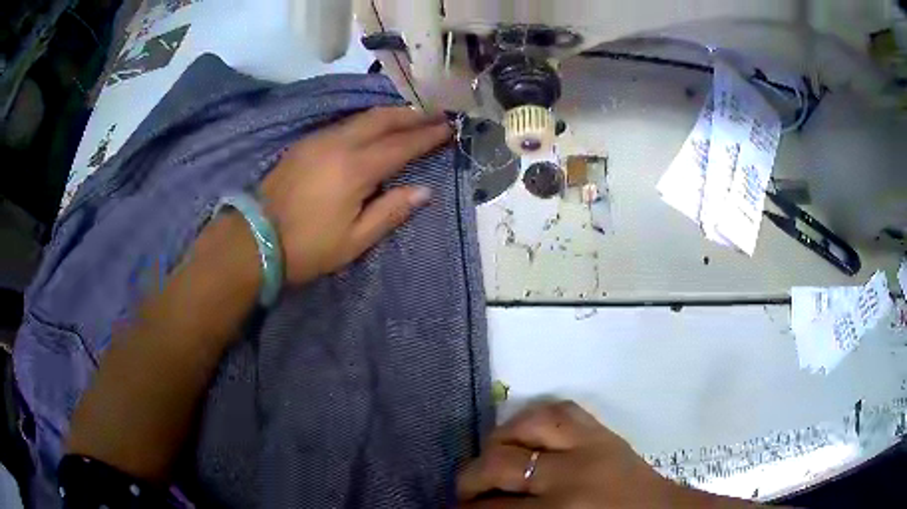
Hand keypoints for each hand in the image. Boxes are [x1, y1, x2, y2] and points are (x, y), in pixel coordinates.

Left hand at [259, 106, 451, 284]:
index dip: (427, 136)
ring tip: (411, 116)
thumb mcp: (355, 239)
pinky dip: (366, 121)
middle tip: (436, 114)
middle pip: (382, 119)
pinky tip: (373, 127)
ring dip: (390, 115)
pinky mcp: (305, 144)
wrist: (254, 239)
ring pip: (361, 117)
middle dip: (412, 115)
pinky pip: (344, 124)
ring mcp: (318, 140)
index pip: (401, 145)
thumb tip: (423, 191)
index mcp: (355, 168)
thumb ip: (391, 211)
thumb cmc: (307, 247)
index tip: (449, 127)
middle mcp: (338, 144)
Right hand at [458, 401, 753, 507]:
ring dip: (496, 445)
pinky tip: (524, 435)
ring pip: (523, 427)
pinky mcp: (602, 430)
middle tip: (468, 493)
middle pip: (498, 466)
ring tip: (493, 461)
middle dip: (471, 480)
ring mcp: (589, 444)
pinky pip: (557, 410)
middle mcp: (570, 475)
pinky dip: (531, 420)